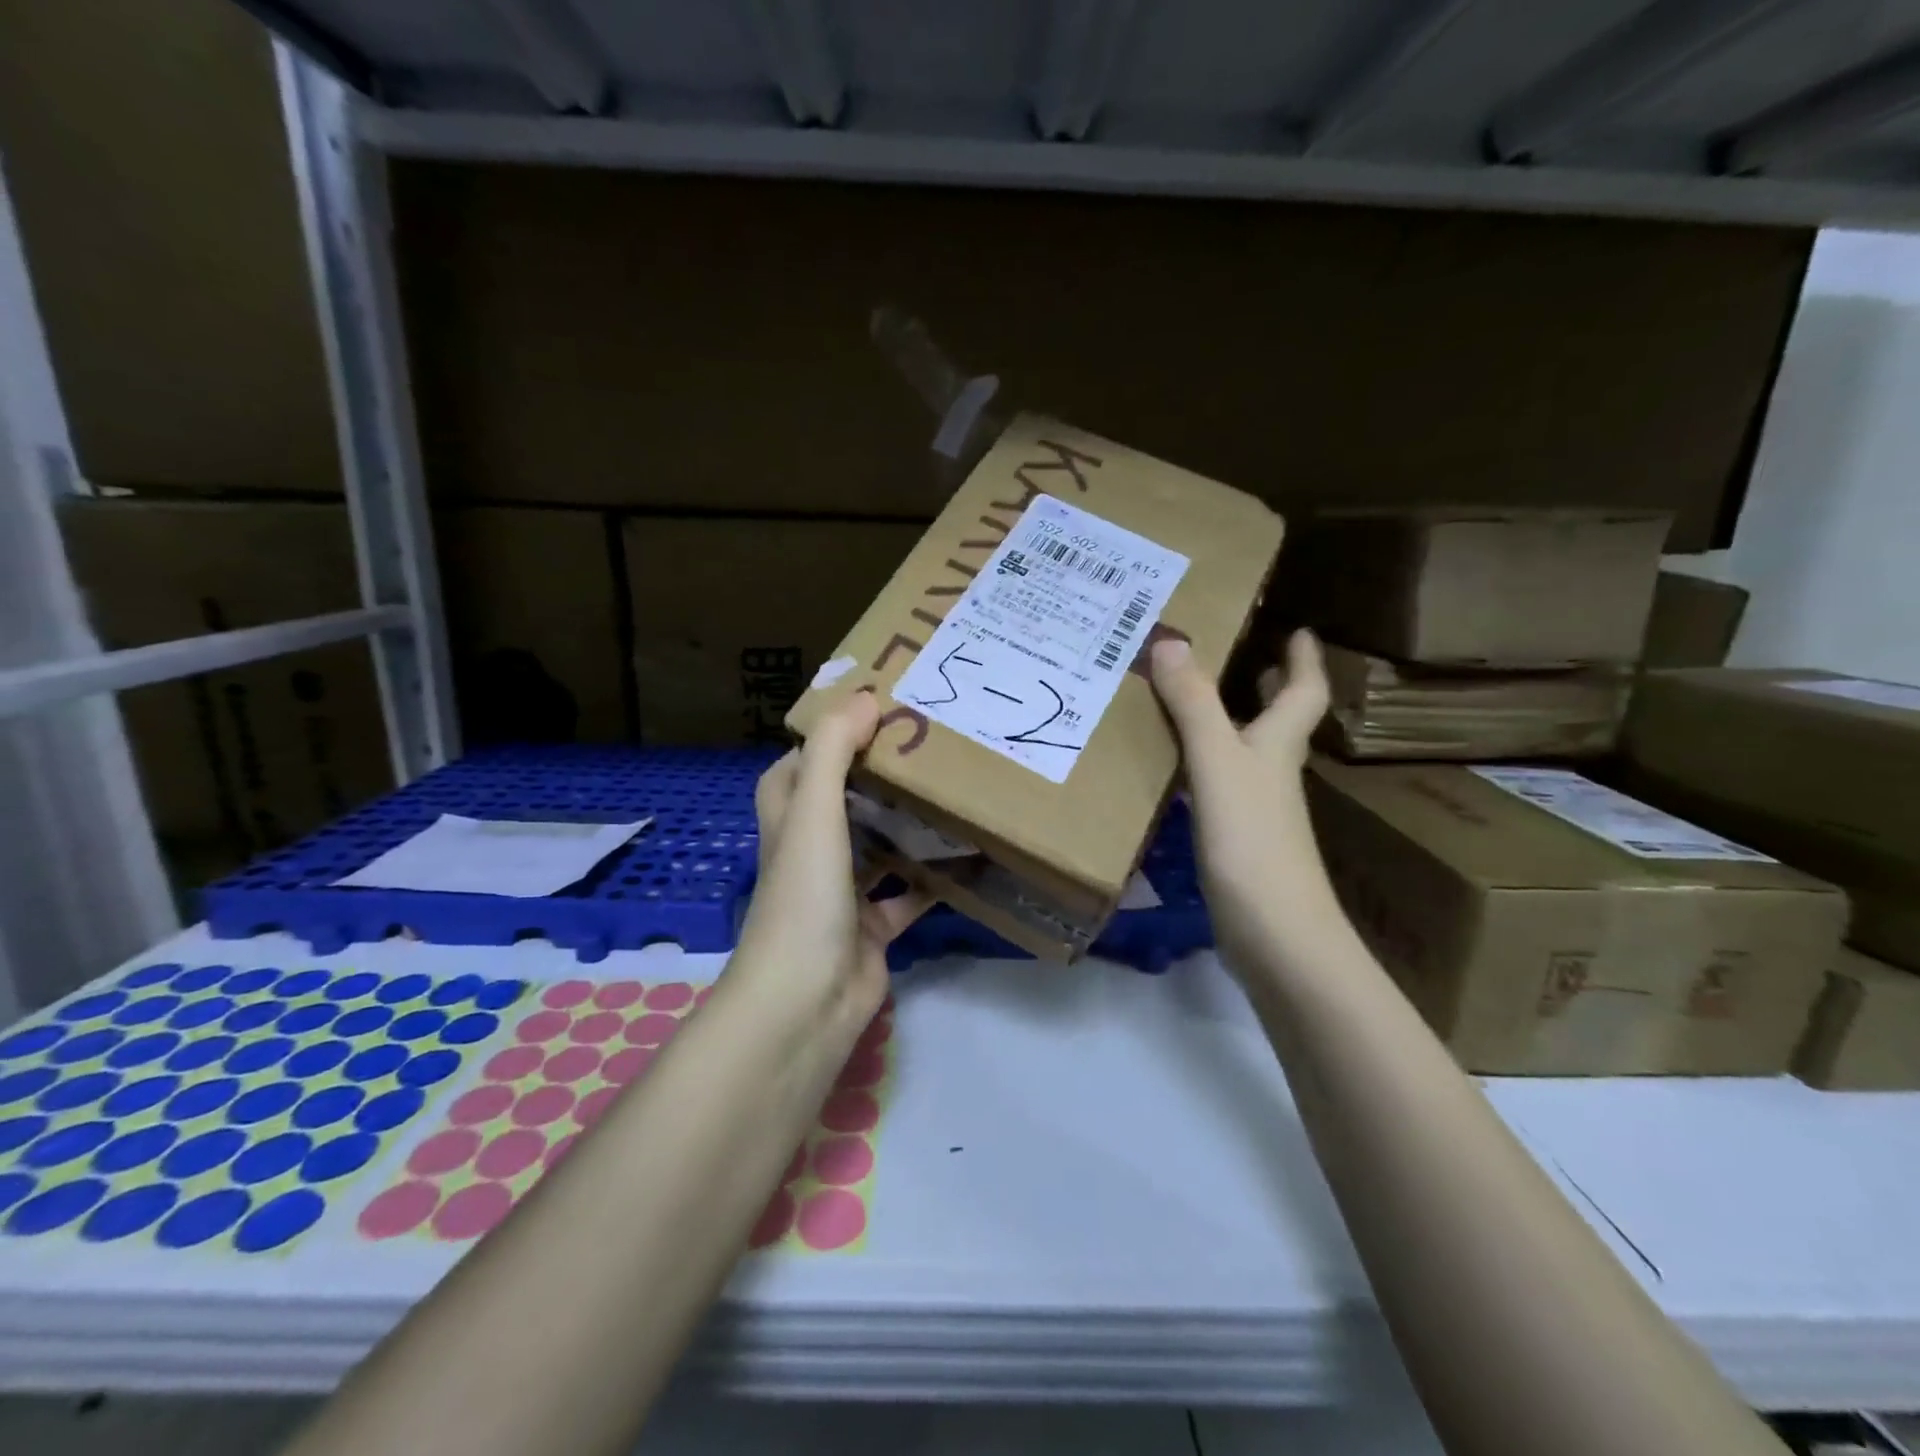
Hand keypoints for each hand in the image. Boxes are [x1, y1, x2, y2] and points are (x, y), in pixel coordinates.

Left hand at [732, 692, 932, 1017]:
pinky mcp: (872, 929)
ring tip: (950, 789)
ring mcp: (841, 894)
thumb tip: (863, 697)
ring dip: (905, 825)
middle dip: (875, 776)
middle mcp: (811, 853)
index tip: (869, 713)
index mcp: (788, 821)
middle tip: (925, 745)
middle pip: (841, 803)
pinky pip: (906, 896)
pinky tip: (967, 857)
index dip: (824, 739)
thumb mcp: (813, 812)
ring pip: (876, 847)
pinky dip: (931, 880)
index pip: (796, 768)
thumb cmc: (803, 896)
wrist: (806, 1002)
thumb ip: (833, 751)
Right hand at [1149, 631, 1337, 969]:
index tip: (1300, 630)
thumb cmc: (1252, 841)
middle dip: (1273, 689)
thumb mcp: (1217, 764)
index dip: (1304, 660)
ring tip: (1203, 703)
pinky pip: (1223, 785)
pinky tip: (1180, 770)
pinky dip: (1208, 765)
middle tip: (1251, 659)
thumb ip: (1193, 705)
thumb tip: (1170, 639)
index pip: (1304, 693)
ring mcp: (1259, 811)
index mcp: (1278, 747)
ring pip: (1252, 753)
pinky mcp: (1238, 842)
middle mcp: (1274, 773)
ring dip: (1237, 724)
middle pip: (1283, 722)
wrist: (1275, 935)